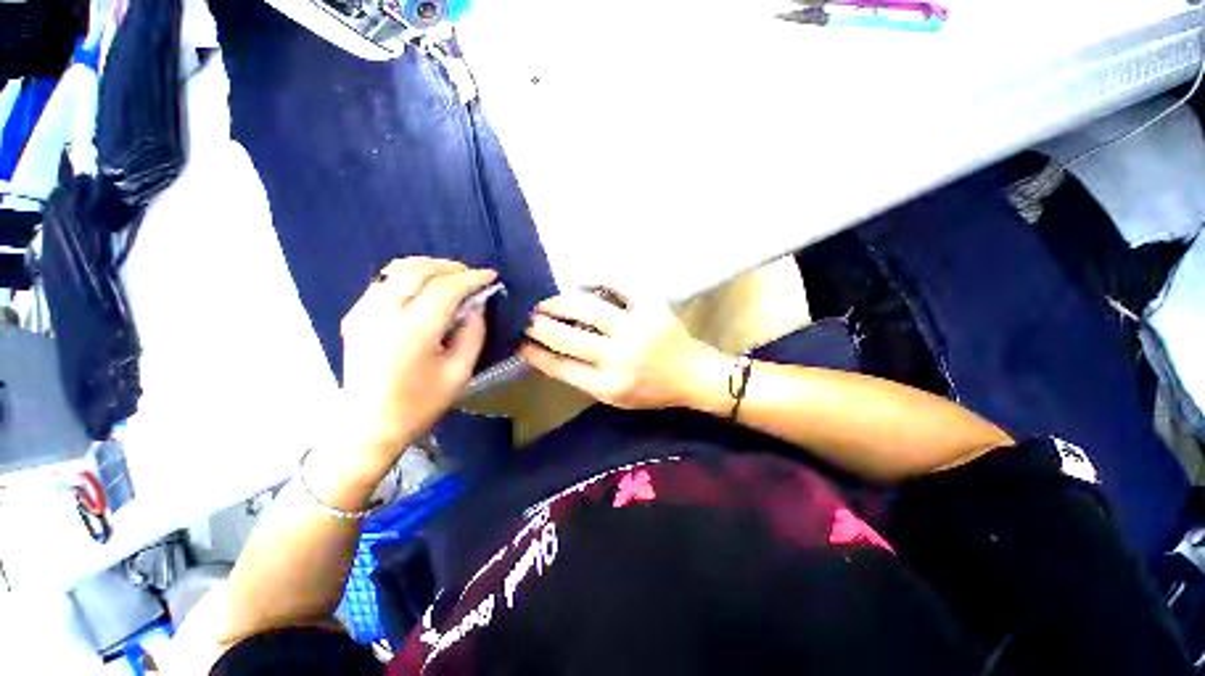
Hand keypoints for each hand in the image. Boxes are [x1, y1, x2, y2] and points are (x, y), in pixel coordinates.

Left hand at [337, 258, 495, 462]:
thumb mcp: (460, 372)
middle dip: (451, 267)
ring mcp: (362, 311)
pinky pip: (384, 281)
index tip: (491, 276)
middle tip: (473, 275)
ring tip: (452, 277)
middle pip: (419, 271)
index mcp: (411, 333)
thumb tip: (477, 304)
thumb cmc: (420, 404)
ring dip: (430, 267)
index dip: (471, 278)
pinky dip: (409, 275)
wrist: (368, 425)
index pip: (444, 289)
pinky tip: (425, 286)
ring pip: (398, 269)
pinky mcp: (354, 315)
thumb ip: (473, 333)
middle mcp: (382, 314)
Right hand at [518, 290, 726, 409]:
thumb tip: (550, 354)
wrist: (691, 375)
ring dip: (560, 303)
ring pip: (587, 309)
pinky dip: (598, 280)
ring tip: (547, 302)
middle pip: (568, 338)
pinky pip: (620, 286)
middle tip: (527, 317)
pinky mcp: (651, 308)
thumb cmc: (651, 391)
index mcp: (609, 385)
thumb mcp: (615, 397)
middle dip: (539, 326)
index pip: (560, 367)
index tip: (519, 342)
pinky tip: (582, 282)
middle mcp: (619, 358)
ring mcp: (636, 329)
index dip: (535, 353)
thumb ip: (584, 377)